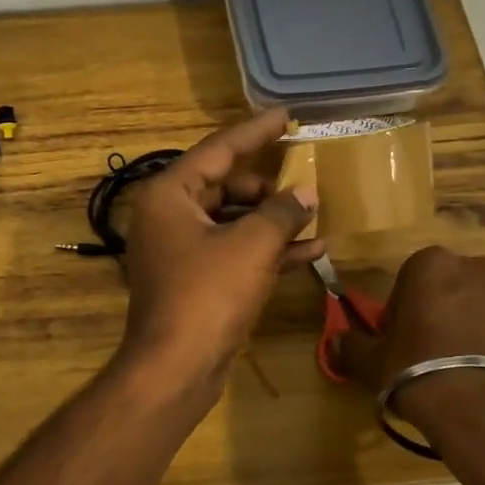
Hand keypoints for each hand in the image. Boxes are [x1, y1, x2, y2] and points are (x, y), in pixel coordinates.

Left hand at [118, 109, 322, 390]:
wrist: (175, 368)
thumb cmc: (208, 295)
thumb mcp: (251, 245)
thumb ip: (281, 212)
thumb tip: (304, 193)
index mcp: (169, 194)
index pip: (217, 150)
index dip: (254, 132)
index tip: (285, 116)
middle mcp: (169, 216)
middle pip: (224, 185)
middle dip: (267, 186)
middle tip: (305, 179)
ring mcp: (180, 251)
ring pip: (232, 221)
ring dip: (273, 221)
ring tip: (315, 214)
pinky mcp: (195, 281)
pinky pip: (234, 252)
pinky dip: (267, 250)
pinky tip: (311, 251)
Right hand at [333, 246, 484, 423]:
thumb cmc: (420, 373)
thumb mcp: (372, 363)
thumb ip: (352, 345)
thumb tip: (337, 339)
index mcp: (433, 266)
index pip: (410, 277)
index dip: (403, 309)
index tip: (400, 339)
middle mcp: (480, 271)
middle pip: (454, 288)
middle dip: (444, 312)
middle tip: (431, 353)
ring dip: (477, 328)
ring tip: (467, 371)